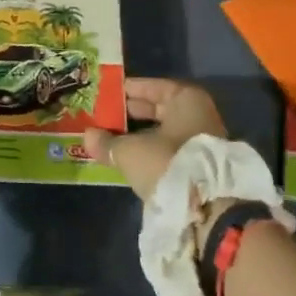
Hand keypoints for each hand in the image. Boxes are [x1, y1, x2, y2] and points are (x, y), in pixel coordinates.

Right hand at [82, 78, 226, 198]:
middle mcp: (198, 114)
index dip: (126, 90)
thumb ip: (107, 142)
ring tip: (111, 138)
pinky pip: (168, 150)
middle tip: (103, 116)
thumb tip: (87, 136)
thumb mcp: (130, 151)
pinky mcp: (199, 166)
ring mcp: (202, 141)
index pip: (150, 87)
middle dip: (131, 114)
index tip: (105, 94)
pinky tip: (129, 157)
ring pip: (163, 132)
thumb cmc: (168, 163)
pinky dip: (150, 151)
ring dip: (139, 135)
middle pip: (158, 109)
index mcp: (186, 99)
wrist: (208, 209)